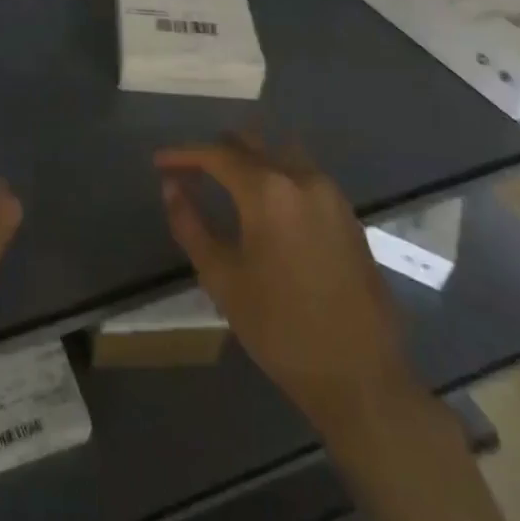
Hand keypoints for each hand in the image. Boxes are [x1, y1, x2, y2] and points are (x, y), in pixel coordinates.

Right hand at [154, 134, 424, 443]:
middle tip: (188, 170)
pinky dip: (276, 176)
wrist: (360, 376)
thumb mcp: (222, 278)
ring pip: (282, 154)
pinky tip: (263, 204)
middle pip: (252, 144)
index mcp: (269, 191)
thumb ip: (191, 224)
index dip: (184, 154)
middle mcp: (303, 179)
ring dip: (250, 159)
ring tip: (223, 182)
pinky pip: (304, 176)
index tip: (159, 162)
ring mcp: (331, 195)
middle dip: (217, 151)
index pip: (217, 154)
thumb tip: (171, 187)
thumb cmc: (280, 327)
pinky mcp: (348, 215)